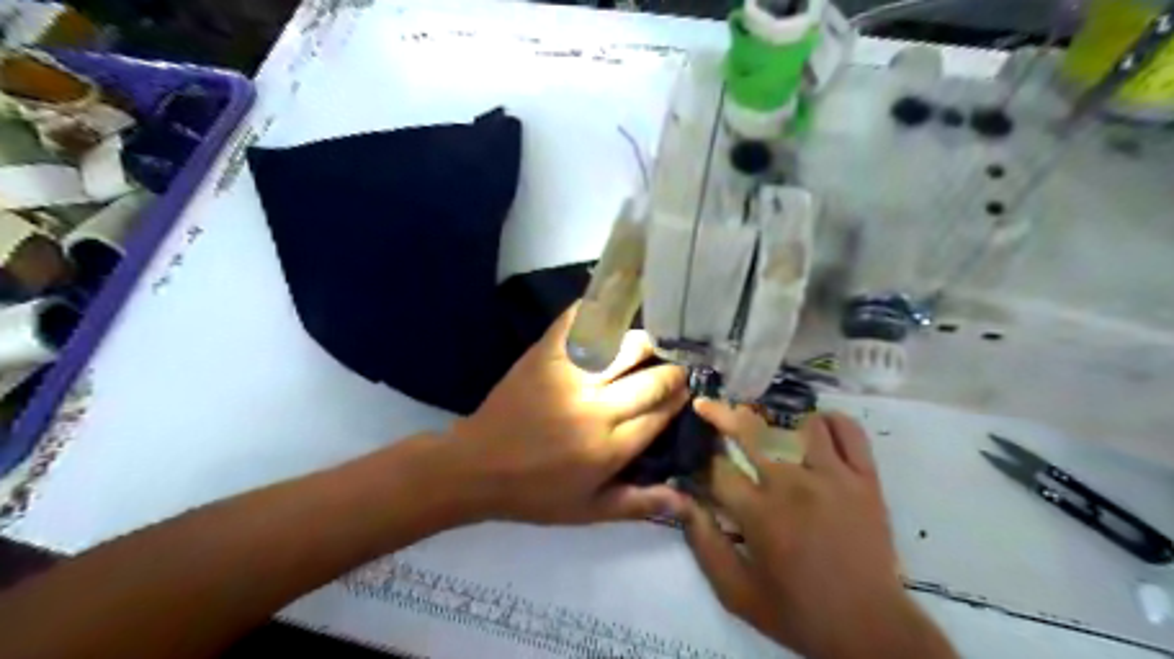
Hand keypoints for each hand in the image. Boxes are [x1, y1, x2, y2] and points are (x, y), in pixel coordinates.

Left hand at [449, 303, 688, 523]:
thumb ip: (639, 502)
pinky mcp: (544, 355)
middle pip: (651, 378)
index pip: (660, 412)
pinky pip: (578, 322)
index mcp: (609, 447)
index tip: (685, 391)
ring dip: (642, 344)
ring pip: (624, 346)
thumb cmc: (535, 494)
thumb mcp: (588, 511)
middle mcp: (595, 408)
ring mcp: (569, 376)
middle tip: (672, 368)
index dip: (678, 398)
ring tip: (645, 348)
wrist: (476, 467)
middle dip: (671, 371)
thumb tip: (686, 497)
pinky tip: (609, 315)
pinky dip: (597, 312)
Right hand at [689, 401, 953, 658]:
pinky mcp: (866, 478)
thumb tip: (679, 501)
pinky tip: (815, 431)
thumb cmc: (797, 612)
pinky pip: (848, 430)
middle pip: (749, 430)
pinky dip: (829, 422)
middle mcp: (793, 485)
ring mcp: (834, 477)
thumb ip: (703, 544)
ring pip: (797, 424)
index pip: (717, 468)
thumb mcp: (736, 592)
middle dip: (720, 413)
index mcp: (760, 514)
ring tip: (768, 434)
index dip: (700, 461)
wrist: (871, 631)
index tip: (696, 462)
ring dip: (777, 426)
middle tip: (707, 406)